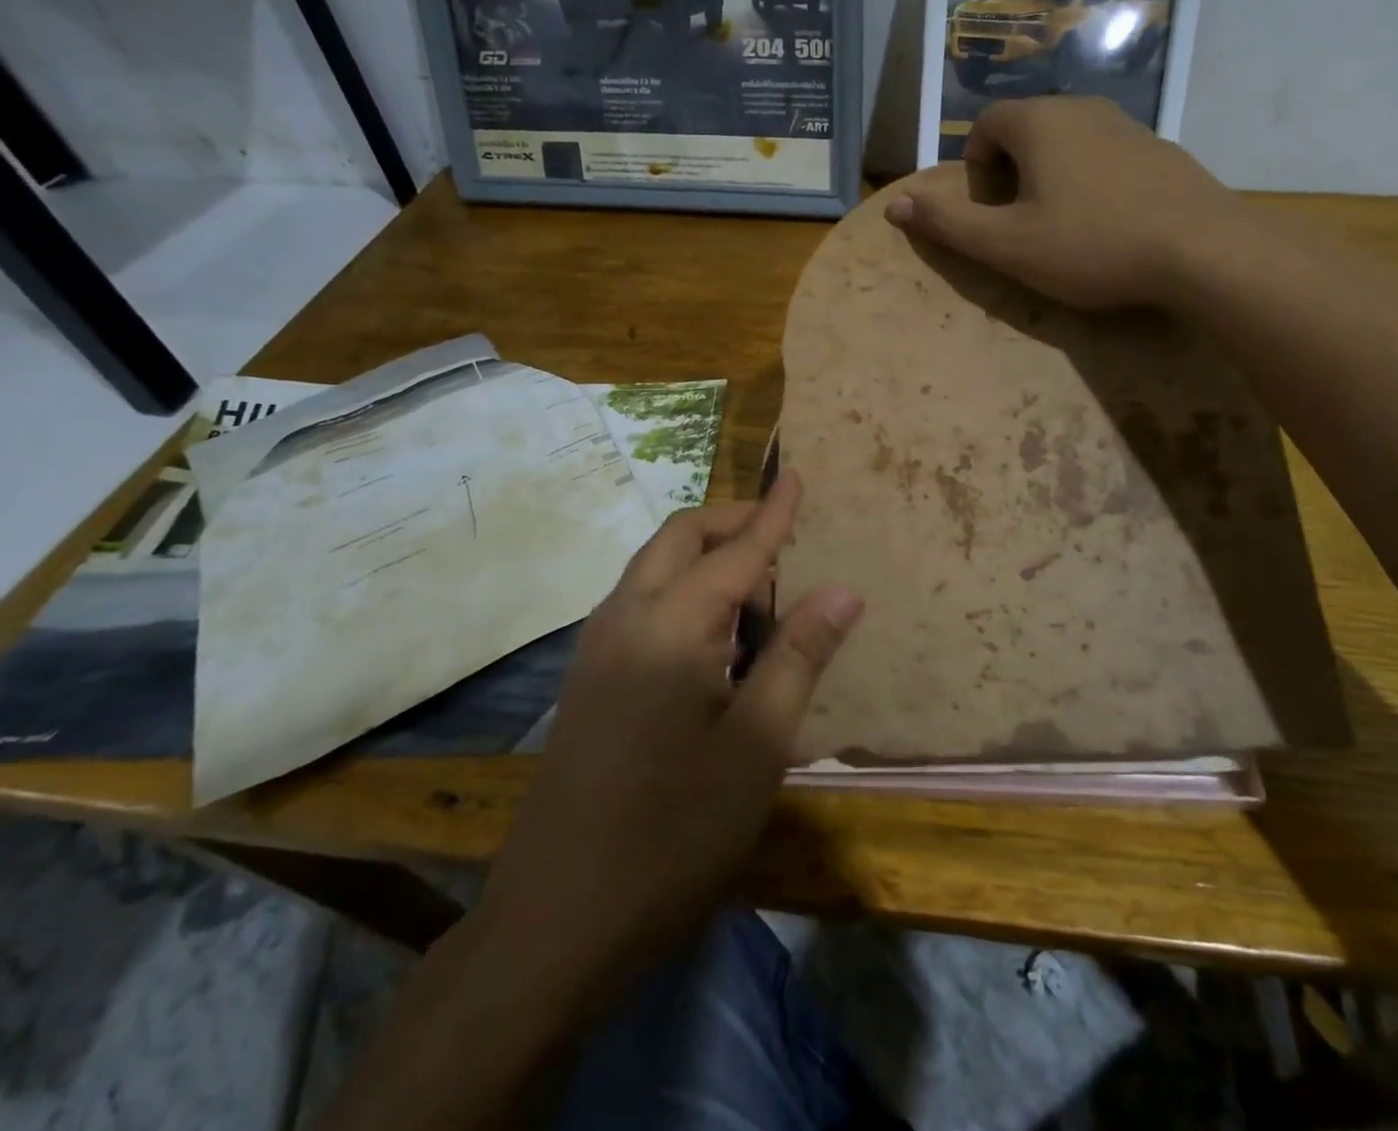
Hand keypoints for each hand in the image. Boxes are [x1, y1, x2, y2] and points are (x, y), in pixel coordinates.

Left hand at [475, 472, 861, 1015]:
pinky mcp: (588, 679)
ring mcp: (596, 648)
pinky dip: (682, 593)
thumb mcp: (757, 747)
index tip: (796, 475)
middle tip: (786, 544)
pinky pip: (640, 603)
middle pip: (679, 539)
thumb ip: (799, 657)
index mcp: (670, 626)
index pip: (736, 550)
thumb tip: (842, 590)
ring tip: (759, 600)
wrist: (556, 923)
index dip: (773, 513)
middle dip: (733, 525)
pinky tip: (714, 642)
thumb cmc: (673, 833)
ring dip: (706, 561)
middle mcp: (624, 618)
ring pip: (655, 568)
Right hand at [886, 96, 1246, 309]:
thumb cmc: (1091, 246)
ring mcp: (1128, 125)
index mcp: (1039, 122)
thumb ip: (948, 224)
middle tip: (1022, 224)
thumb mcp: (1007, 245)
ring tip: (1065, 228)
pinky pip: (1106, 156)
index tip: (990, 211)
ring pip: (1069, 142)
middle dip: (1011, 172)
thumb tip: (895, 206)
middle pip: (1027, 129)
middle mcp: (1082, 108)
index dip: (976, 168)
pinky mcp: (1160, 149)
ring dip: (1052, 177)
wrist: (1201, 251)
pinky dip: (1092, 181)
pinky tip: (1109, 225)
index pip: (986, 125)